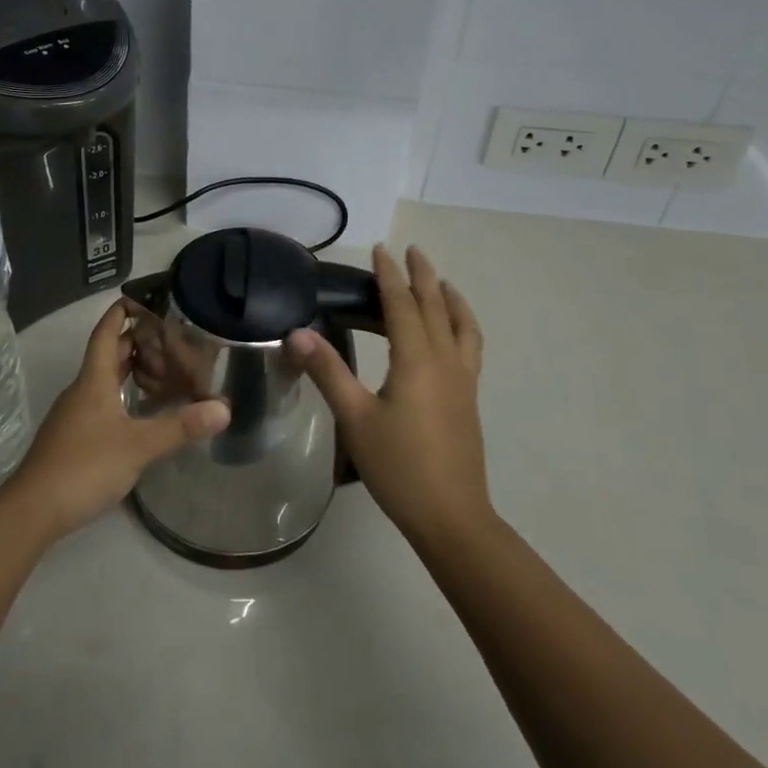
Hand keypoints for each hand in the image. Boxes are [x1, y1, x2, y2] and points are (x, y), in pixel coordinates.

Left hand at [4, 301, 229, 542]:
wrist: (34, 509)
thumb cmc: (84, 467)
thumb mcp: (138, 447)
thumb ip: (180, 427)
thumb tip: (223, 409)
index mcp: (93, 381)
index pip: (106, 334)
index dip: (121, 313)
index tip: (143, 298)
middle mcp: (81, 391)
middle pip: (107, 355)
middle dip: (134, 341)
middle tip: (169, 334)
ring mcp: (74, 414)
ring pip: (103, 379)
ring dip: (129, 369)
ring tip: (162, 367)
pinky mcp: (74, 437)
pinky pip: (101, 402)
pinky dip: (122, 394)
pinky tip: (141, 410)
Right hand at [289, 245, 491, 548]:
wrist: (451, 516)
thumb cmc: (399, 467)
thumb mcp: (355, 419)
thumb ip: (328, 371)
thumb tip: (296, 333)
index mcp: (416, 361)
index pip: (401, 305)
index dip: (389, 276)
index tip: (381, 250)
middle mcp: (445, 362)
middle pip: (436, 307)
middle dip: (423, 276)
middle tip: (412, 252)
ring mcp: (463, 381)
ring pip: (462, 326)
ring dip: (451, 298)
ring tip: (442, 283)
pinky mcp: (468, 399)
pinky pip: (470, 346)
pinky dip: (462, 325)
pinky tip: (451, 335)